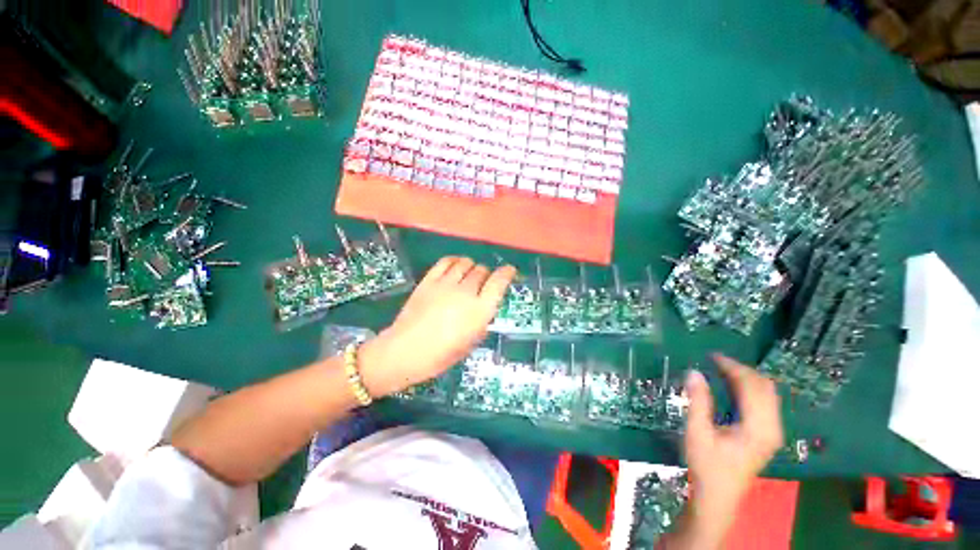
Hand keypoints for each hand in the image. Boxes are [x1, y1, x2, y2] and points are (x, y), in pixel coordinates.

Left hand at [358, 256, 515, 397]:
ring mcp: (446, 284)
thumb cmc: (441, 355)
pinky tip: (454, 267)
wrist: (405, 351)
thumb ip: (481, 321)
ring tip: (469, 275)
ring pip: (466, 263)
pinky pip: (446, 262)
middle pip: (482, 270)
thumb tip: (484, 308)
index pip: (499, 282)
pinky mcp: (429, 280)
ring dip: (471, 267)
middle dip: (486, 275)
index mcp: (480, 310)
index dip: (507, 273)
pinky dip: (454, 261)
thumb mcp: (471, 343)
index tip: (509, 271)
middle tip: (483, 284)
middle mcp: (466, 292)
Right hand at [676, 354, 782, 547]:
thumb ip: (698, 401)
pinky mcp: (766, 434)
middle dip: (740, 370)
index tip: (711, 356)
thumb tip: (694, 371)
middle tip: (714, 361)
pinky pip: (763, 402)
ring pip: (766, 394)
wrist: (718, 496)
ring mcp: (772, 432)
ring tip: (719, 369)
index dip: (733, 367)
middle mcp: (773, 427)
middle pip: (765, 387)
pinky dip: (747, 389)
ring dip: (745, 378)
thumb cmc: (706, 465)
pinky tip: (730, 386)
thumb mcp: (698, 432)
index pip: (753, 386)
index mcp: (759, 427)